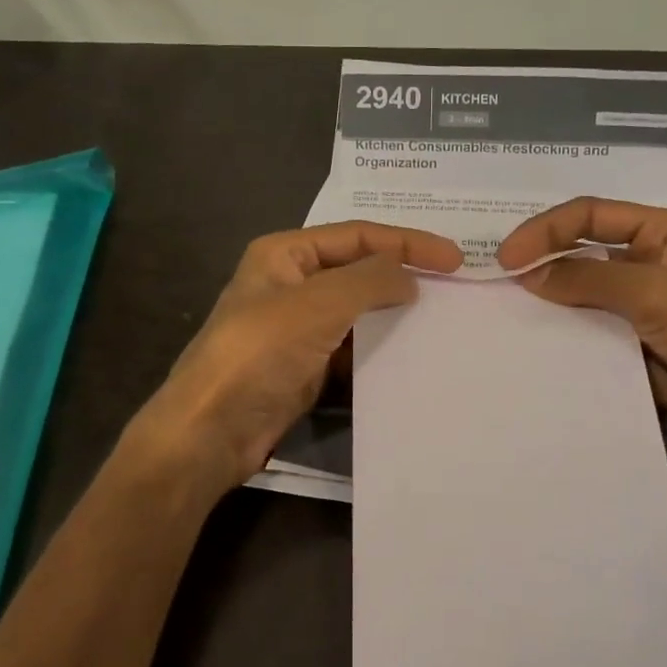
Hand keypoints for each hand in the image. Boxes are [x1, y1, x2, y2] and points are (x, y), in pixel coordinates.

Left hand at [134, 222, 462, 496]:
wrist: (212, 431)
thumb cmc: (259, 353)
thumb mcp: (319, 304)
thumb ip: (370, 281)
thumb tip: (410, 277)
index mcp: (285, 254)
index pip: (358, 236)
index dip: (407, 242)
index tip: (454, 259)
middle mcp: (291, 283)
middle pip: (358, 270)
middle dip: (402, 276)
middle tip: (454, 287)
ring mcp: (297, 328)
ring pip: (357, 313)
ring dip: (393, 316)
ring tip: (442, 321)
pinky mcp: (305, 367)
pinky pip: (352, 350)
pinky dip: (379, 351)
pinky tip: (411, 356)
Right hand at [498, 199, 666, 538]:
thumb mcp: (656, 292)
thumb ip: (588, 279)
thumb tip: (527, 275)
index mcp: (662, 234)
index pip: (590, 216)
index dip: (545, 230)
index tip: (506, 258)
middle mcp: (648, 267)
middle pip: (582, 256)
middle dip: (540, 265)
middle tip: (492, 286)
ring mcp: (642, 312)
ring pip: (583, 301)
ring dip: (549, 307)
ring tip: (502, 318)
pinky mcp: (637, 352)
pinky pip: (591, 340)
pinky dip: (564, 343)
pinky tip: (531, 351)